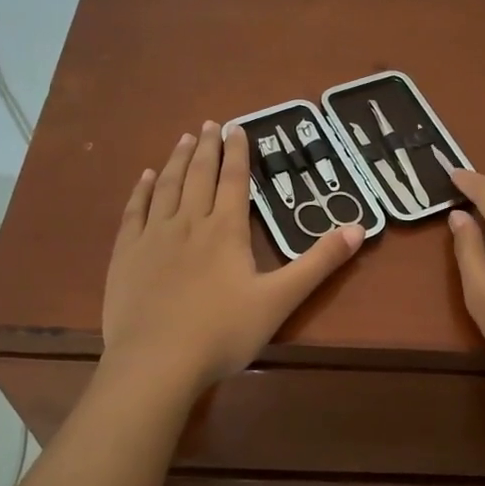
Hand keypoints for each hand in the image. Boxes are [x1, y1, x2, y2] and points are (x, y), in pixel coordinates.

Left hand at [103, 122, 362, 395]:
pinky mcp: (126, 254)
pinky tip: (146, 177)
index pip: (234, 180)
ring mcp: (153, 236)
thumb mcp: (280, 299)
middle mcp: (189, 222)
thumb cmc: (223, 332)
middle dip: (207, 148)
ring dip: (178, 160)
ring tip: (185, 139)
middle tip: (209, 123)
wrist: (156, 362)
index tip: (237, 127)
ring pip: (167, 187)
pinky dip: (142, 190)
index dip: (238, 153)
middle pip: (199, 176)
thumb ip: (318, 263)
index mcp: (226, 230)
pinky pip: (134, 211)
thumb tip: (358, 228)